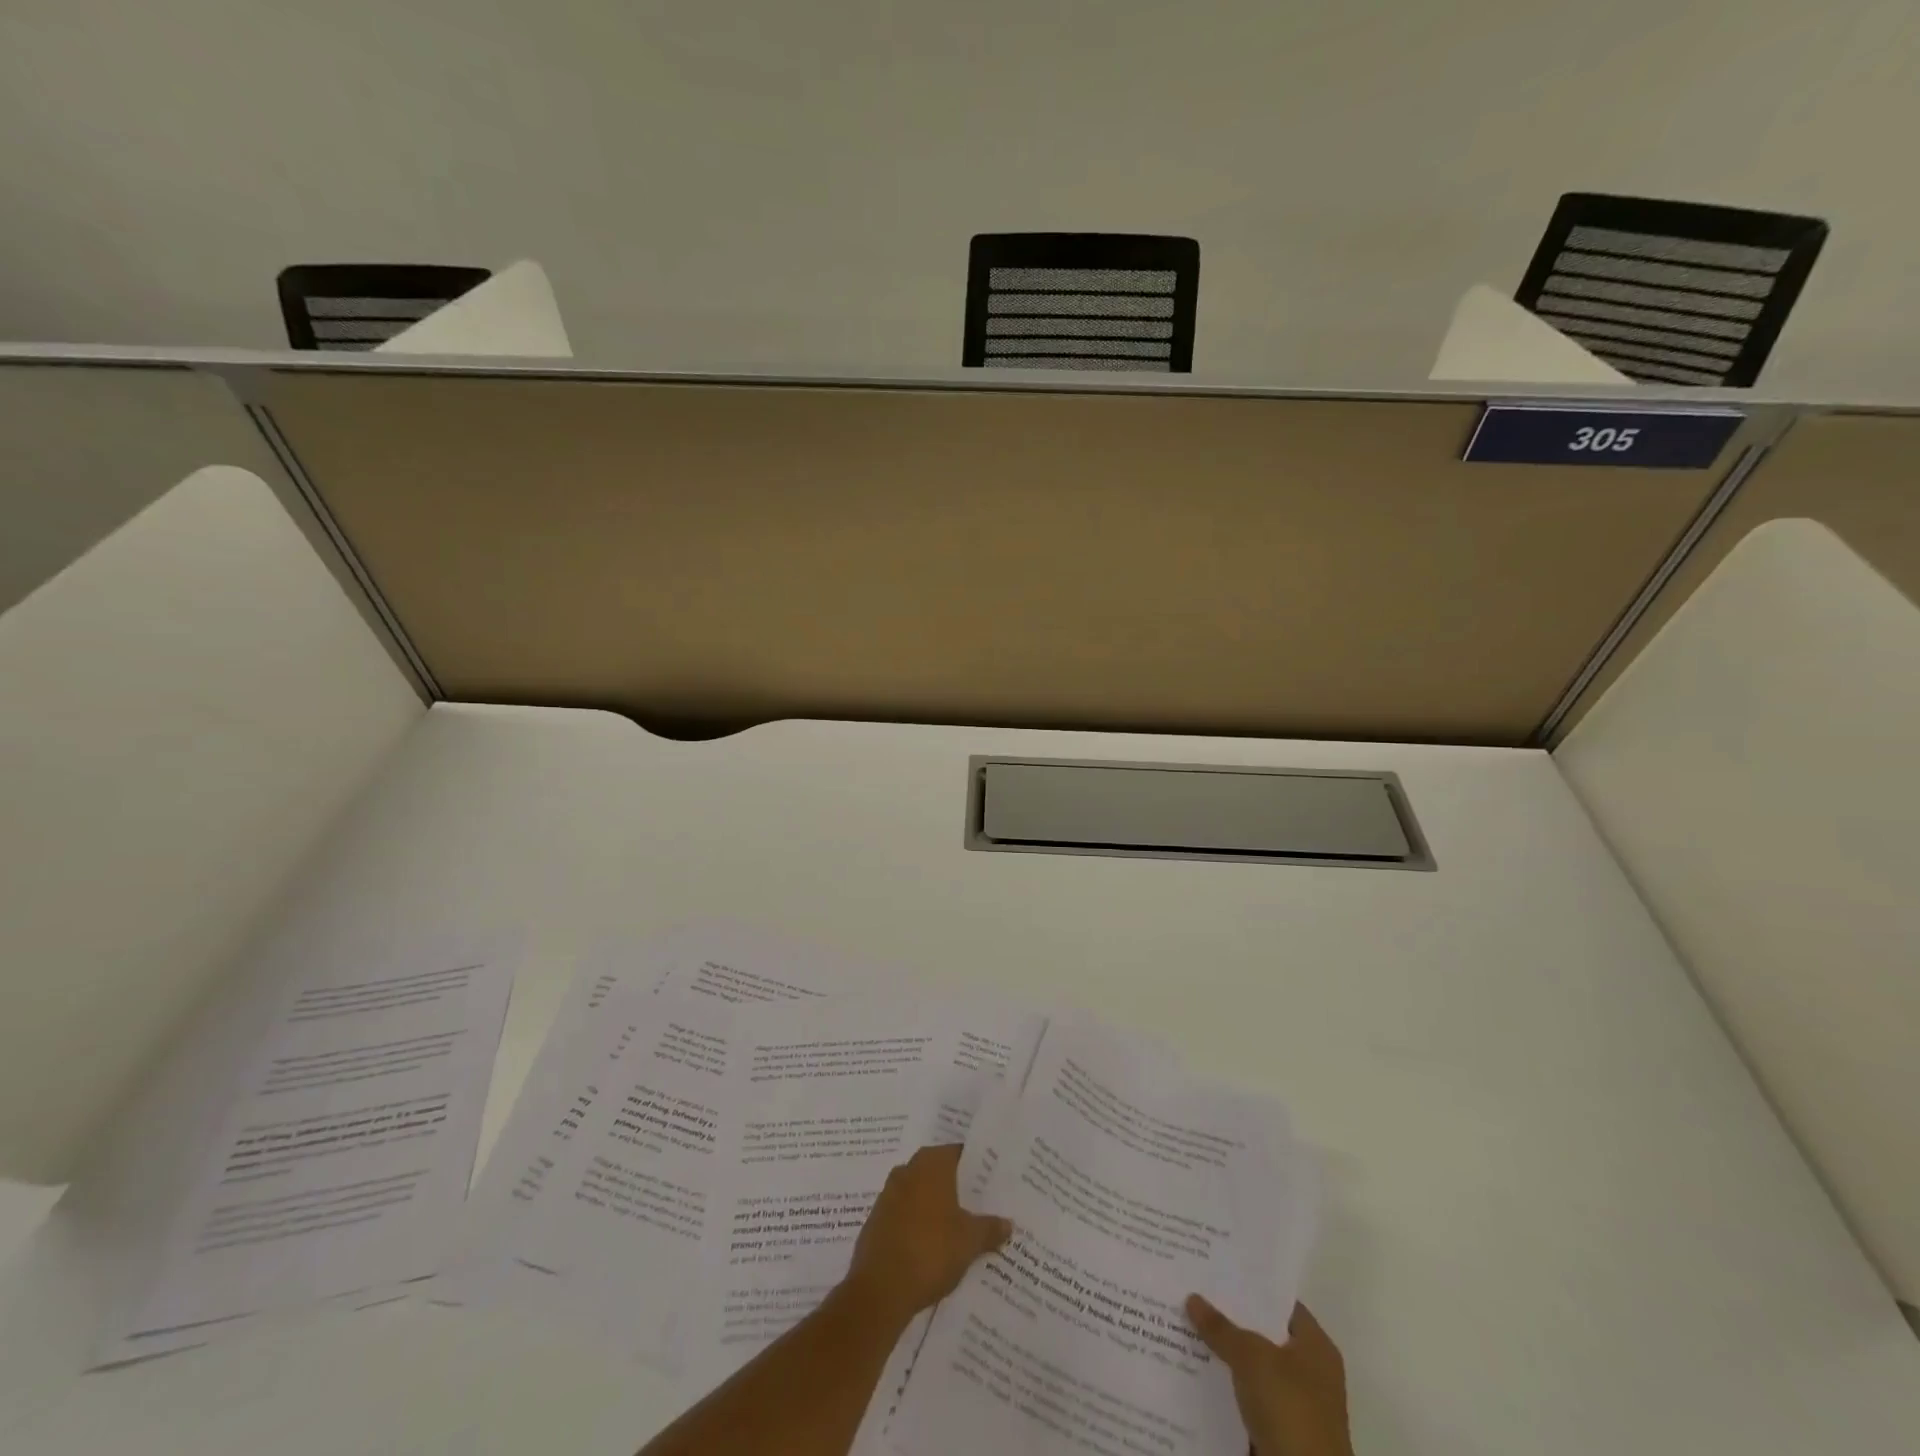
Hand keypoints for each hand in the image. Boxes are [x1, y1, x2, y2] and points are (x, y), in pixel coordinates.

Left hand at [841, 1144, 1011, 1328]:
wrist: (880, 1289)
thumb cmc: (931, 1251)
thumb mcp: (970, 1241)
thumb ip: (990, 1228)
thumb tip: (1008, 1223)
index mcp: (931, 1164)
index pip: (958, 1153)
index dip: (976, 1167)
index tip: (991, 1180)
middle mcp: (908, 1170)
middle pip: (938, 1172)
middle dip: (956, 1188)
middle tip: (979, 1205)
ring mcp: (888, 1195)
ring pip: (920, 1194)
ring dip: (936, 1207)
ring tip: (959, 1228)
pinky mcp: (876, 1222)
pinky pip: (904, 1215)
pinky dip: (918, 1225)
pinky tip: (931, 1247)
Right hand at [1186, 1295, 1353, 1455]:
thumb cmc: (1290, 1410)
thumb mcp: (1252, 1358)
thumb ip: (1221, 1327)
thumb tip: (1192, 1298)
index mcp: (1316, 1347)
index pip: (1279, 1302)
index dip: (1249, 1285)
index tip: (1216, 1268)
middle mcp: (1309, 1372)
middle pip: (1262, 1334)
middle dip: (1229, 1317)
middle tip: (1193, 1290)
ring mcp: (1293, 1404)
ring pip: (1250, 1367)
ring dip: (1223, 1353)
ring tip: (1183, 1324)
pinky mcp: (1277, 1431)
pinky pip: (1245, 1396)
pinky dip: (1224, 1385)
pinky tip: (1192, 1366)